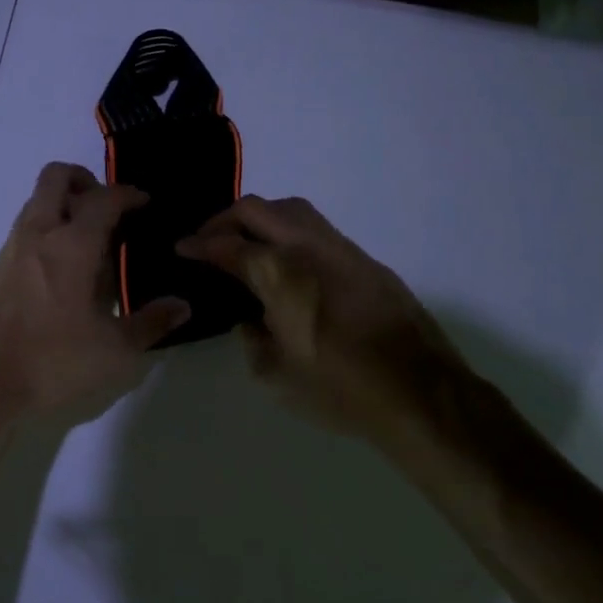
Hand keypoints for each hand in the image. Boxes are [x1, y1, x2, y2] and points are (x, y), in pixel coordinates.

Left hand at [0, 163, 190, 425]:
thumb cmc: (51, 360)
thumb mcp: (112, 351)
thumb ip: (150, 323)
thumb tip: (182, 306)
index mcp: (72, 244)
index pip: (104, 198)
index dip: (128, 194)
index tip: (144, 203)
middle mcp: (39, 233)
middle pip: (57, 177)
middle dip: (85, 180)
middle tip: (107, 207)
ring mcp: (12, 247)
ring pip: (37, 200)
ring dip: (63, 203)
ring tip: (89, 239)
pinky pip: (25, 227)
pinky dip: (46, 228)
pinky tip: (62, 268)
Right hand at [177, 196, 478, 449]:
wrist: (420, 393)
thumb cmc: (340, 389)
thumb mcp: (276, 375)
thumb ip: (252, 339)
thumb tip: (250, 320)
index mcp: (280, 274)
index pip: (228, 245)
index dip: (199, 244)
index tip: (182, 247)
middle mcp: (308, 248)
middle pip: (257, 209)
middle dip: (224, 219)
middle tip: (208, 239)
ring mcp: (341, 249)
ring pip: (291, 208)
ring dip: (260, 217)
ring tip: (246, 241)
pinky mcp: (365, 259)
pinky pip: (316, 228)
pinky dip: (289, 230)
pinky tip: (288, 259)